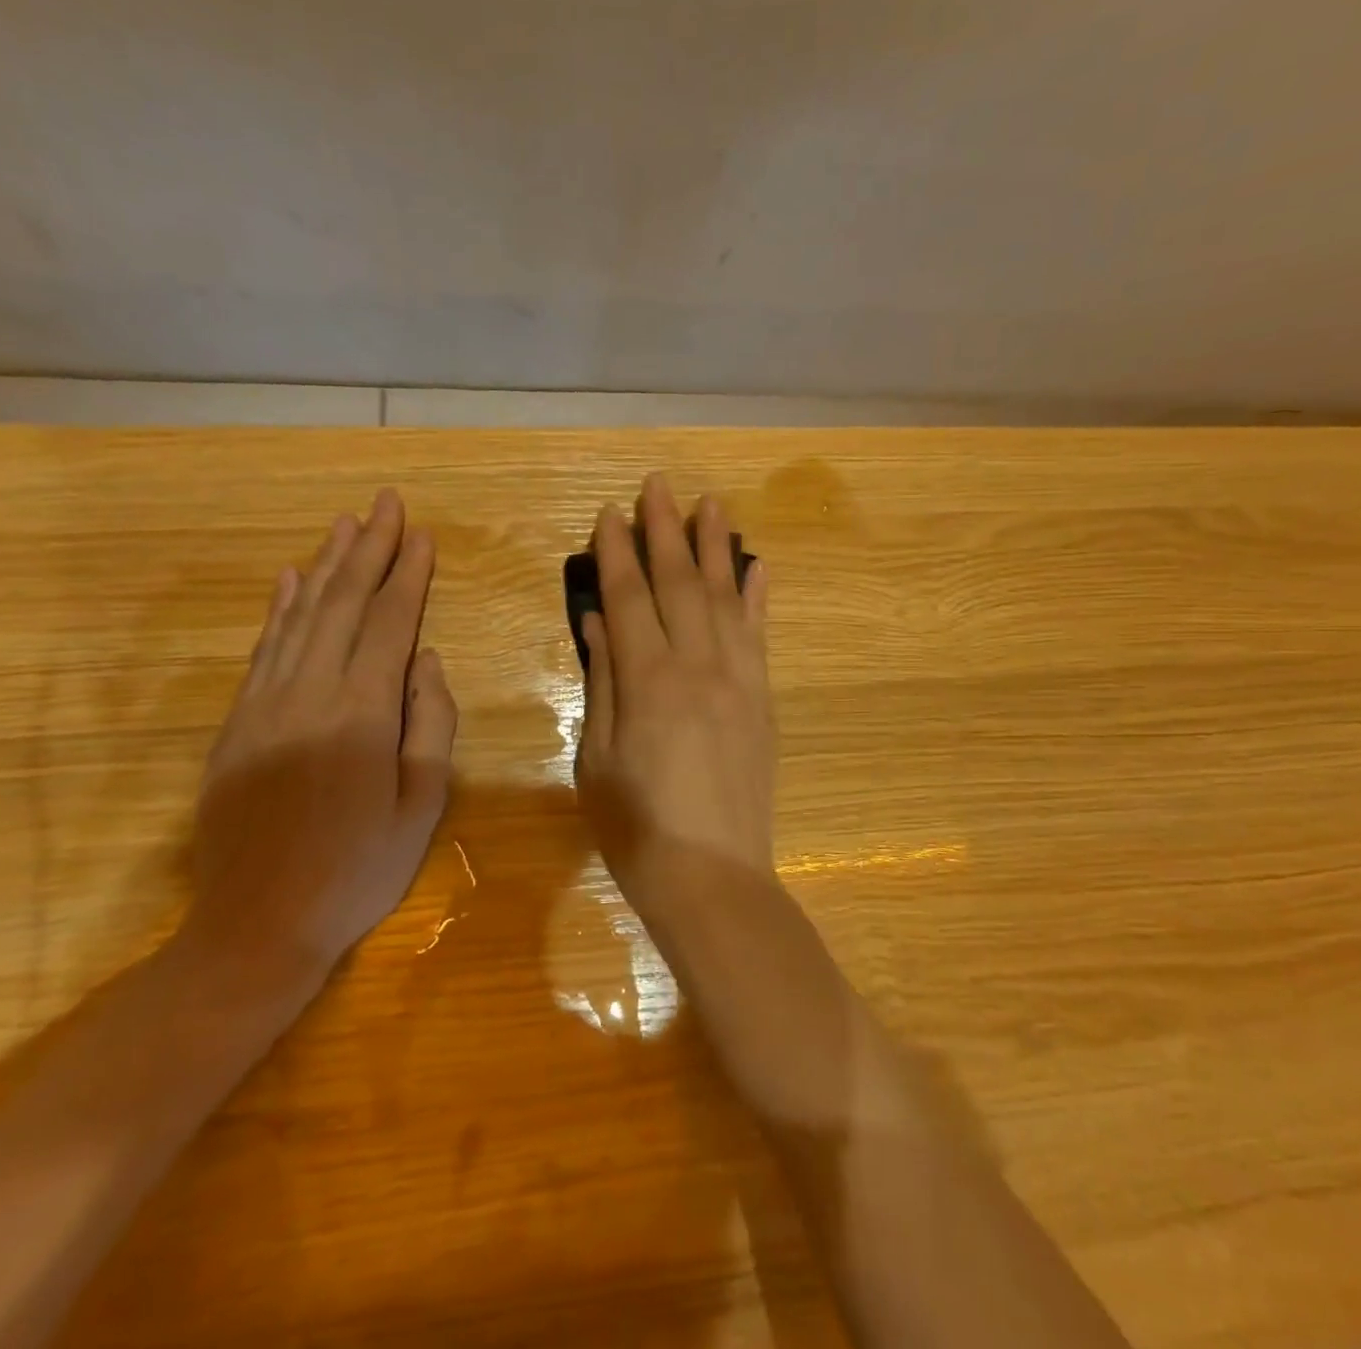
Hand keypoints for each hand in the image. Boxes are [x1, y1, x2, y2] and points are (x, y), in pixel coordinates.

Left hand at [175, 491, 457, 1004]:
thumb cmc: (358, 870)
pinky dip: (279, 608)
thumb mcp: (421, 805)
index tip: (422, 536)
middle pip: (341, 605)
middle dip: (368, 550)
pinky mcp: (236, 723)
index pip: (389, 625)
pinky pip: (263, 650)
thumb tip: (426, 660)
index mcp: (361, 714)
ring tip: (345, 525)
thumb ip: (429, 723)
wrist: (257, 926)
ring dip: (325, 566)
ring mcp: (264, 705)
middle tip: (386, 504)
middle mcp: (308, 694)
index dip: (408, 576)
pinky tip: (290, 580)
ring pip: (299, 617)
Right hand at [575, 474, 774, 906]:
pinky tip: (757, 565)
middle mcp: (697, 666)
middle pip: (679, 583)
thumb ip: (603, 682)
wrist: (713, 876)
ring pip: (726, 596)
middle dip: (665, 530)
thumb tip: (601, 620)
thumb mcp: (597, 758)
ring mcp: (738, 679)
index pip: (629, 597)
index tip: (611, 512)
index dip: (618, 552)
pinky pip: (760, 634)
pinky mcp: (763, 699)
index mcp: (647, 681)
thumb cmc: (636, 828)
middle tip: (658, 485)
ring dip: (716, 547)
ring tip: (710, 503)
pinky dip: (758, 595)